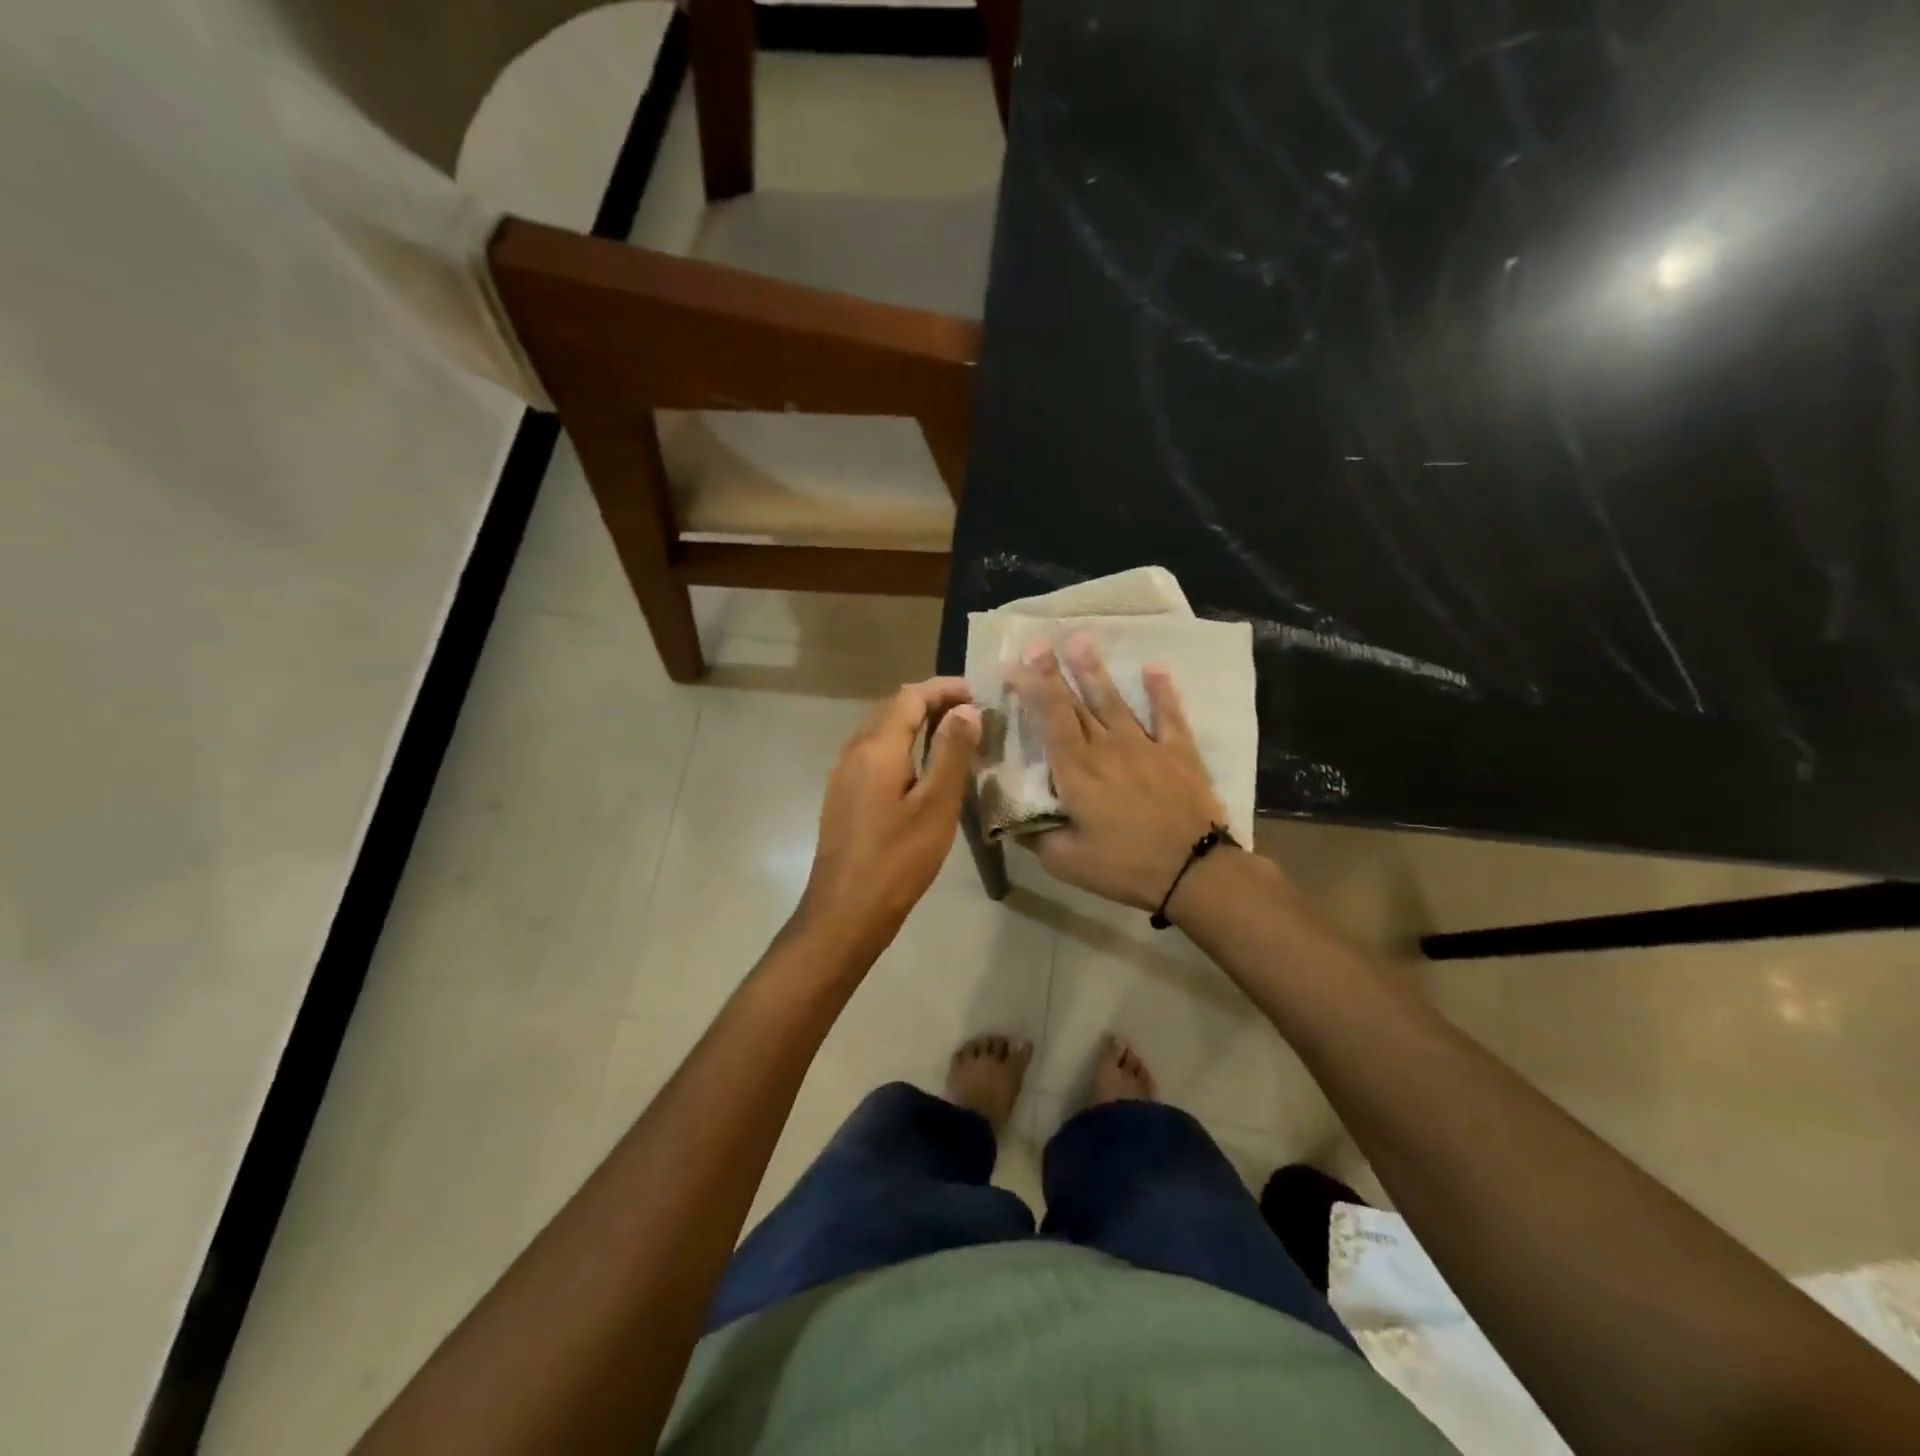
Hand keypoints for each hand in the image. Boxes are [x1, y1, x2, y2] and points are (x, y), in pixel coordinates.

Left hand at [797, 678, 981, 959]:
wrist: (846, 910)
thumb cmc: (898, 858)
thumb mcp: (937, 805)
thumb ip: (952, 752)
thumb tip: (965, 709)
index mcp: (877, 747)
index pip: (910, 696)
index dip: (944, 688)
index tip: (978, 692)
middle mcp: (854, 750)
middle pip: (892, 708)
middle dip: (931, 702)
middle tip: (971, 712)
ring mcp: (843, 773)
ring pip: (881, 730)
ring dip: (915, 723)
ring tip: (953, 735)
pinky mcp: (842, 794)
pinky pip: (873, 753)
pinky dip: (901, 746)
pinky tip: (922, 768)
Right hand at [1004, 637, 1225, 909]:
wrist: (1195, 871)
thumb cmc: (1126, 867)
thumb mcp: (1066, 862)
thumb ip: (1036, 835)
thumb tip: (1011, 819)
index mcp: (1077, 771)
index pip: (1049, 719)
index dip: (1031, 688)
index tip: (1014, 665)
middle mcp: (1107, 748)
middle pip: (1076, 703)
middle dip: (1054, 671)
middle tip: (1037, 642)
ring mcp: (1146, 746)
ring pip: (1114, 701)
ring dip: (1096, 671)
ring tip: (1082, 640)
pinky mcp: (1179, 752)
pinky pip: (1168, 716)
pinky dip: (1161, 691)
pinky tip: (1154, 667)